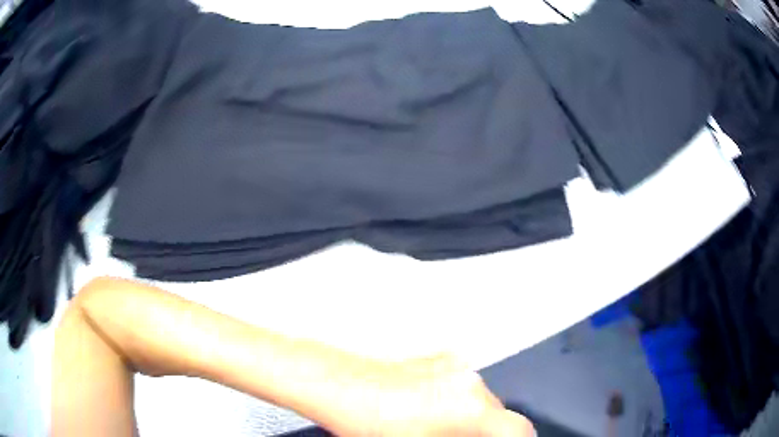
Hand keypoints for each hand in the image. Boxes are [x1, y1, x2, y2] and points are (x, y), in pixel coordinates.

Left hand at [320, 354, 535, 436]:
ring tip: (437, 431)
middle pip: (497, 415)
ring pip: (478, 401)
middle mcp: (469, 381)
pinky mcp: (436, 360)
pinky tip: (426, 414)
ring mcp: (452, 366)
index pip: (518, 429)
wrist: (336, 385)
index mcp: (471, 406)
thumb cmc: (366, 420)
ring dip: (469, 419)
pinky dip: (454, 403)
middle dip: (485, 433)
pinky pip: (459, 387)